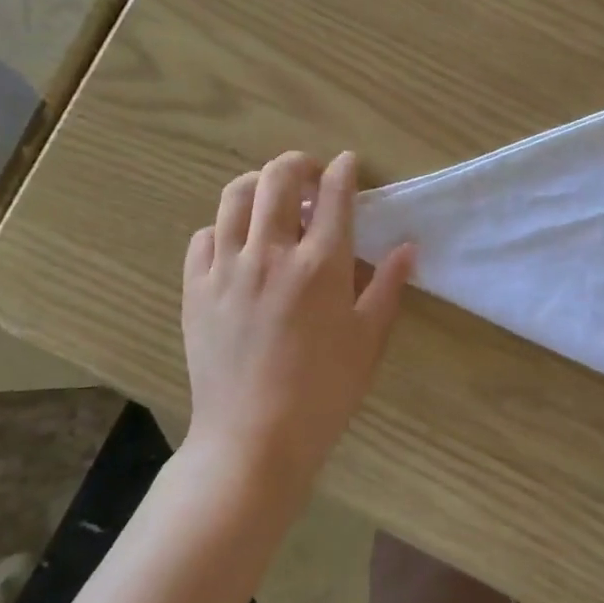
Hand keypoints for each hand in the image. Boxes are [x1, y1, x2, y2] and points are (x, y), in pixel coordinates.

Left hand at [182, 150, 414, 495]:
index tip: (348, 164)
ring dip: (258, 183)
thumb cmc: (324, 391)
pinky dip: (224, 227)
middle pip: (279, 179)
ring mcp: (227, 268)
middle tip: (311, 176)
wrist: (253, 439)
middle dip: (299, 164)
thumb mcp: (369, 340)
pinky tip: (237, 242)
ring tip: (271, 196)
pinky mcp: (195, 289)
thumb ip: (388, 286)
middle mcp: (271, 253)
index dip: (344, 170)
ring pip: (235, 197)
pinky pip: (204, 237)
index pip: (334, 195)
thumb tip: (408, 246)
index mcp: (322, 264)